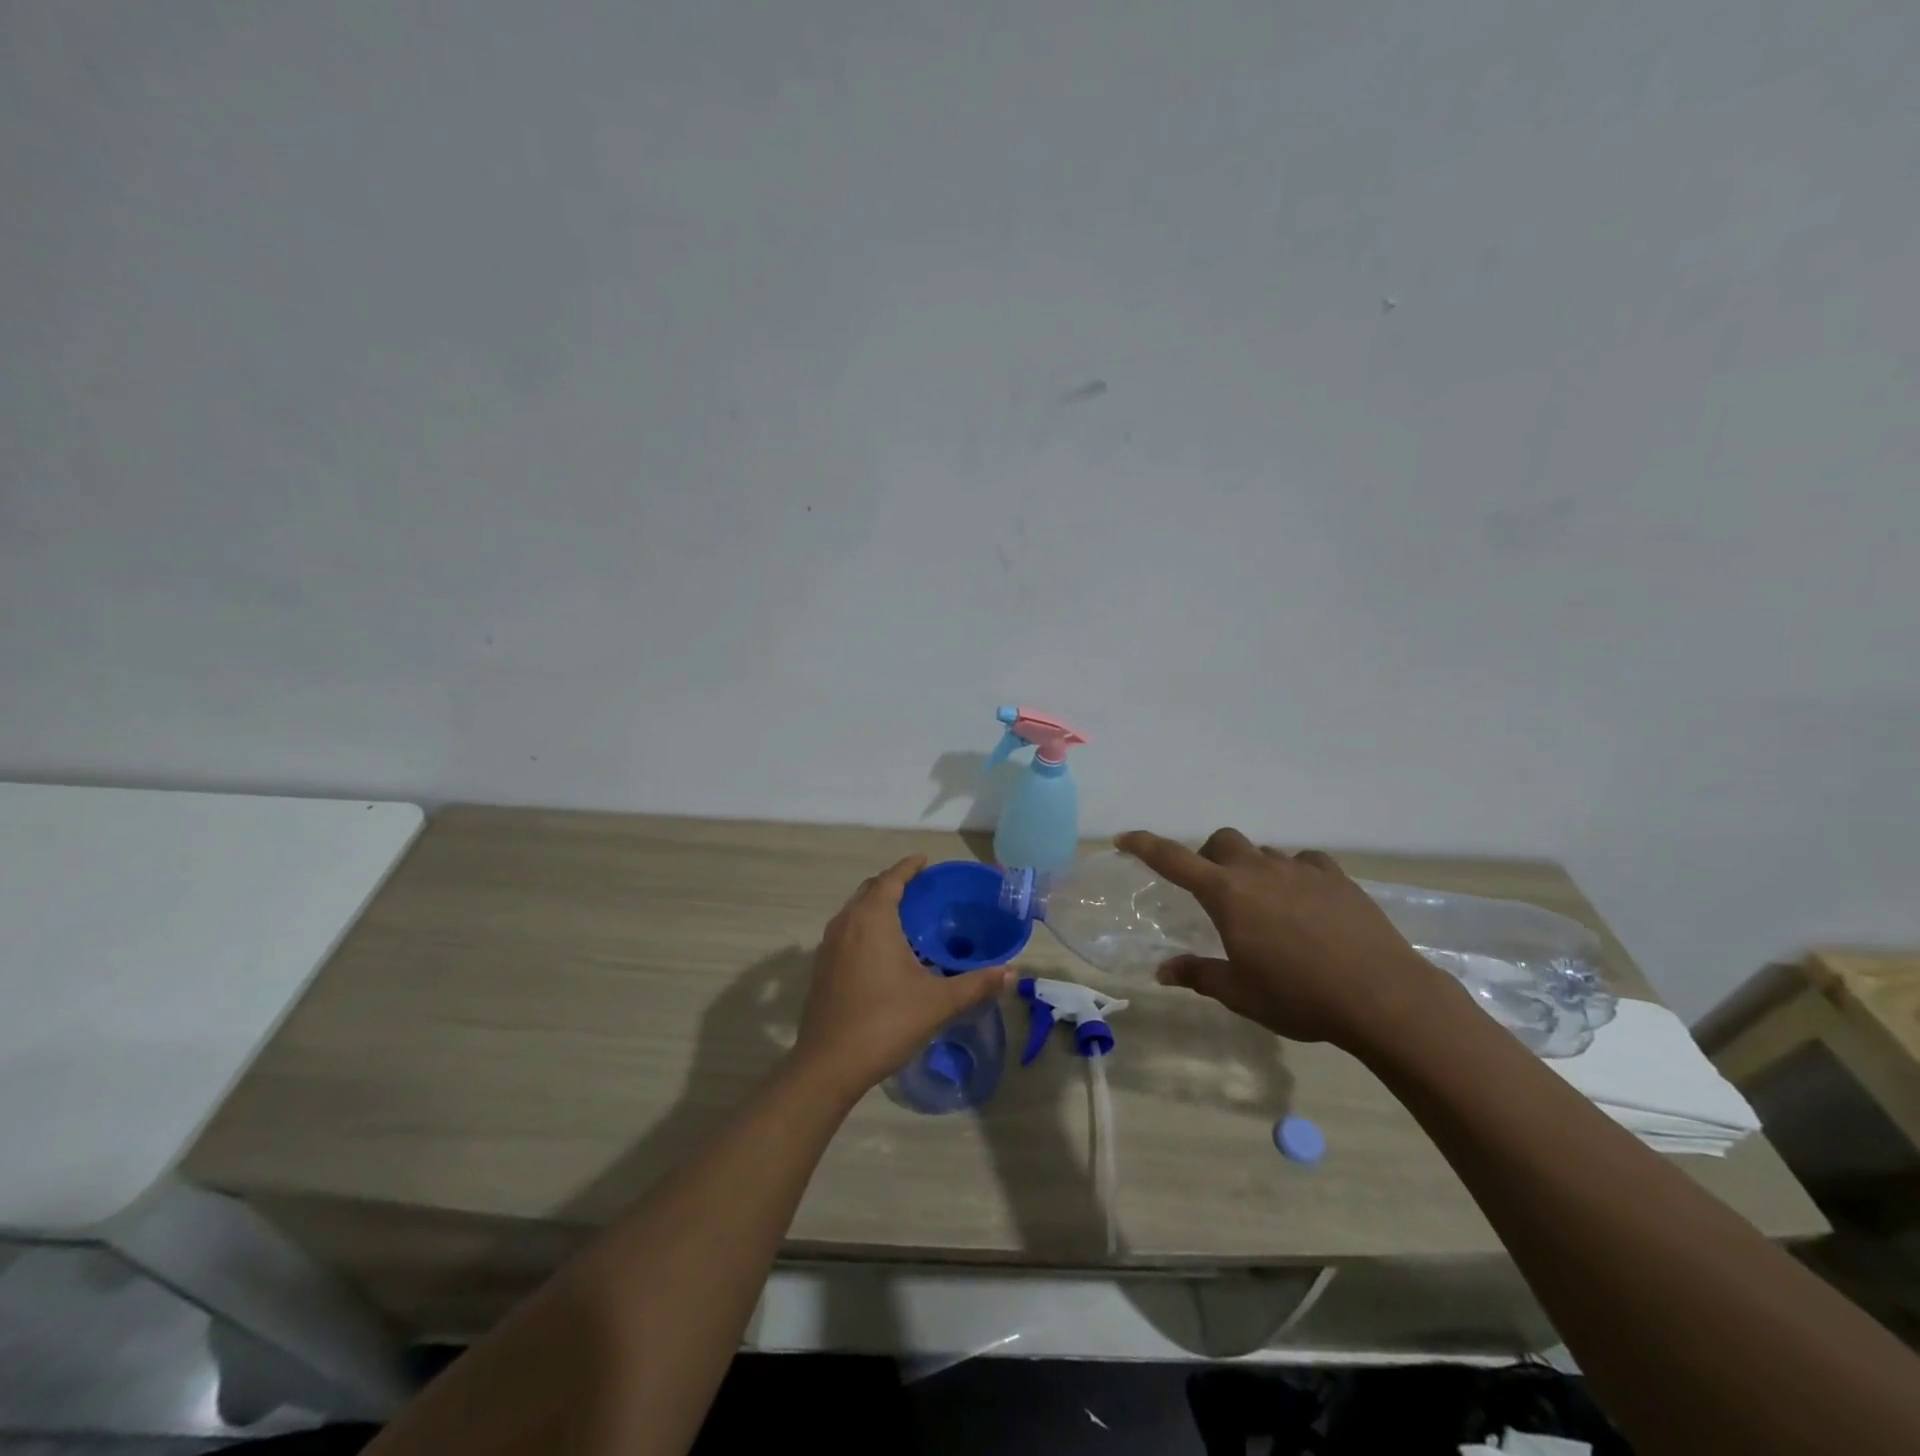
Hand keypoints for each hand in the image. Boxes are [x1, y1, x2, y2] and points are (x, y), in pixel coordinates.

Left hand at [793, 855, 1014, 1097]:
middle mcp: (846, 923)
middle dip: (894, 883)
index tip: (925, 860)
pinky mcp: (821, 967)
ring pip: (855, 910)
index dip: (909, 867)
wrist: (829, 1064)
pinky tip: (882, 950)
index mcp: (872, 919)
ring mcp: (829, 945)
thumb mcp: (938, 1002)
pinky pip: (846, 931)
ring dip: (876, 905)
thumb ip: (976, 984)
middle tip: (921, 889)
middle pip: (870, 890)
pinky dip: (864, 926)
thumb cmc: (886, 1022)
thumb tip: (1011, 972)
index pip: (891, 879)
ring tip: (904, 916)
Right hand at [1115, 828, 1457, 1048]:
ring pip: (1264, 853)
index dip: (1144, 845)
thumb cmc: (1299, 996)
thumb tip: (1162, 972)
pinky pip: (1305, 862)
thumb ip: (1199, 975)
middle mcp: (1259, 870)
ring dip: (1253, 869)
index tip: (1124, 838)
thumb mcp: (1240, 993)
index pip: (1173, 859)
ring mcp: (1301, 869)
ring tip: (1264, 905)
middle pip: (1223, 842)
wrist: (1382, 996)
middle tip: (1215, 892)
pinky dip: (1295, 874)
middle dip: (1210, 858)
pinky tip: (1305, 901)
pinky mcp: (1337, 878)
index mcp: (1227, 894)